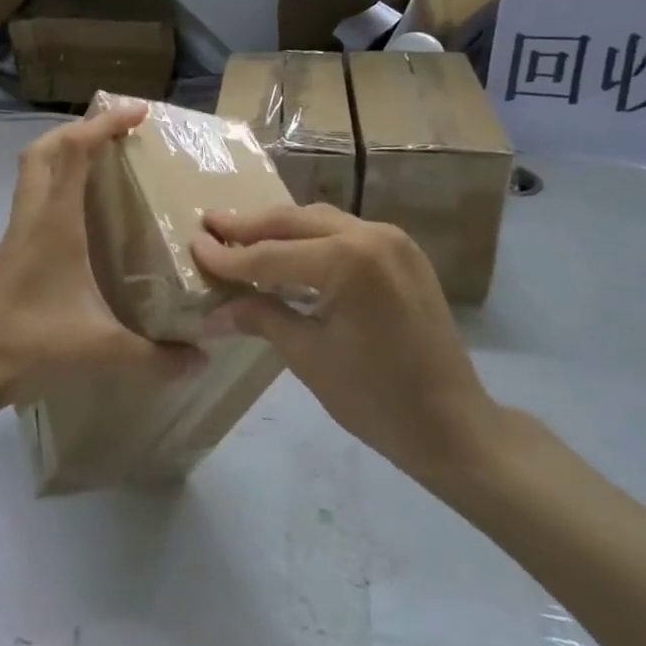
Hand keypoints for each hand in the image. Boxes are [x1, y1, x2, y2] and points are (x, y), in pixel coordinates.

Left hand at [0, 103, 200, 409]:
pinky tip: (82, 208)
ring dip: (64, 152)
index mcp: (54, 222)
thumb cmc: (31, 343)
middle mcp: (33, 215)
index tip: (138, 112)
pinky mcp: (13, 247)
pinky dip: (58, 181)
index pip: (73, 151)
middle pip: (46, 149)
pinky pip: (34, 194)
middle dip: (80, 129)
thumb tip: (201, 361)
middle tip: (117, 132)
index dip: (104, 124)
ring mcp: (18, 230)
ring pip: (34, 169)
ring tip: (102, 159)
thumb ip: (154, 355)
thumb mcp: (100, 348)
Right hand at [192, 205, 503, 492]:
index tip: (193, 244)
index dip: (228, 255)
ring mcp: (393, 240)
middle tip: (210, 223)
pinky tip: (288, 251)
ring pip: (321, 221)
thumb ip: (261, 317)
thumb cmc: (375, 399)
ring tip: (240, 233)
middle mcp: (372, 235)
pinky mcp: (403, 253)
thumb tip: (213, 311)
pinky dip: (312, 239)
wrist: (452, 425)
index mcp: (348, 261)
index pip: (272, 254)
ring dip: (280, 228)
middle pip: (295, 222)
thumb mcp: (309, 356)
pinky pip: (345, 233)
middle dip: (250, 225)